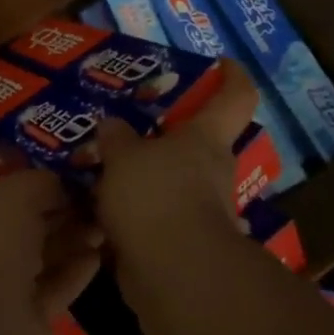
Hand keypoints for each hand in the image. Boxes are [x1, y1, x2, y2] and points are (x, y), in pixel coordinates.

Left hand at [0, 169, 103, 334]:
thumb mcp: (16, 194)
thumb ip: (40, 183)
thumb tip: (62, 183)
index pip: (13, 195)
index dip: (46, 186)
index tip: (80, 178)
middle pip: (32, 227)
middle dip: (65, 213)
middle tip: (100, 203)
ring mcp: (6, 288)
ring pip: (46, 258)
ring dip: (75, 241)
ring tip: (106, 227)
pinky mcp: (29, 320)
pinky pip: (56, 289)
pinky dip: (76, 273)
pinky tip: (99, 257)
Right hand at [93, 62, 259, 275]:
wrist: (173, 272)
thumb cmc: (155, 195)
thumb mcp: (123, 155)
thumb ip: (116, 138)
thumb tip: (112, 125)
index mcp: (206, 139)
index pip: (235, 97)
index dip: (232, 76)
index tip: (222, 62)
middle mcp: (212, 171)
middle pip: (197, 142)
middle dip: (165, 134)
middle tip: (126, 126)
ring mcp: (202, 210)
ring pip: (172, 182)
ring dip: (144, 177)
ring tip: (101, 168)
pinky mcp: (183, 243)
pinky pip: (155, 217)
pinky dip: (133, 213)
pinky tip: (99, 210)